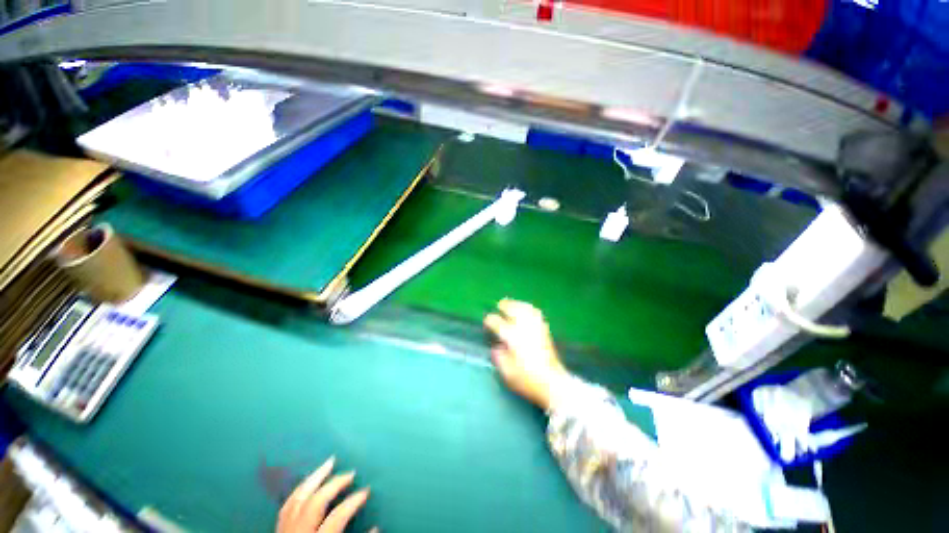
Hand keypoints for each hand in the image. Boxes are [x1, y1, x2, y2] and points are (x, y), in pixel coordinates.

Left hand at [277, 457, 373, 532]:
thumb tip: (377, 527)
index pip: (336, 519)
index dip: (352, 503)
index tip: (367, 491)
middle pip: (314, 503)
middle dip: (333, 484)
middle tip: (351, 472)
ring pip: (297, 500)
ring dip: (314, 479)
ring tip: (329, 463)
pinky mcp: (277, 532)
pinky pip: (286, 506)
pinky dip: (299, 490)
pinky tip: (308, 481)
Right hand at [484, 299, 568, 410]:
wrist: (553, 383)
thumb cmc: (528, 380)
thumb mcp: (508, 374)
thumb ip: (500, 358)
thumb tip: (496, 348)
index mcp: (513, 339)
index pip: (499, 324)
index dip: (491, 320)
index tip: (487, 321)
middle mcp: (525, 330)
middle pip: (514, 311)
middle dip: (506, 306)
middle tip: (500, 305)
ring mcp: (536, 329)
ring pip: (526, 309)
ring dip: (518, 304)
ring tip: (512, 303)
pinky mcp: (545, 332)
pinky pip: (536, 314)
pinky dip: (529, 309)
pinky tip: (527, 311)